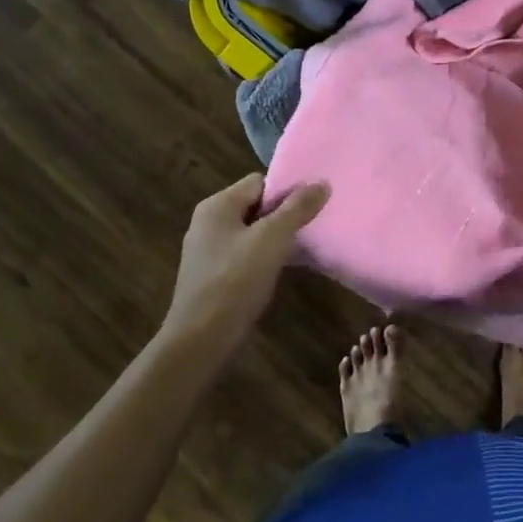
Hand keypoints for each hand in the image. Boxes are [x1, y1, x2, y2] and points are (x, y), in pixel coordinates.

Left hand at [163, 174, 329, 344]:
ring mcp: (208, 250)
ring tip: (301, 248)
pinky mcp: (212, 276)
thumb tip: (321, 182)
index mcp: (217, 205)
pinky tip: (279, 271)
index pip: (259, 182)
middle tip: (311, 227)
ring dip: (275, 238)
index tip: (312, 206)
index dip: (286, 190)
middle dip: (283, 214)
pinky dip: (263, 258)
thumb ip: (297, 208)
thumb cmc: (235, 281)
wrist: (201, 339)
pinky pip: (244, 255)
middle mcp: (208, 222)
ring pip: (251, 232)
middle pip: (255, 206)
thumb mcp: (272, 239)